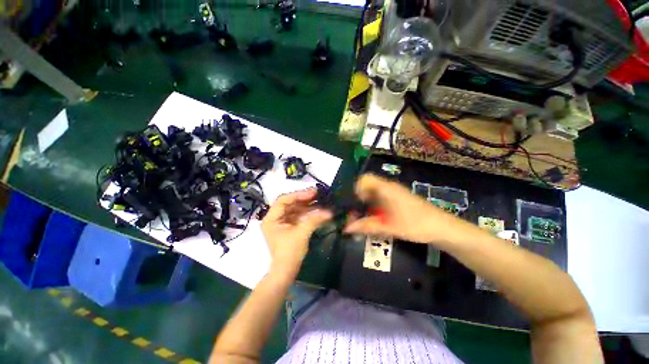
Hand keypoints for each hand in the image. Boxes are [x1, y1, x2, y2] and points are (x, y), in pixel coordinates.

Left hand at [262, 188, 331, 277]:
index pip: (283, 200)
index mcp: (271, 219)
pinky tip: (317, 209)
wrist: (287, 271)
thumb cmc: (290, 252)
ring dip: (307, 205)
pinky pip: (298, 215)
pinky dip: (307, 212)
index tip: (312, 193)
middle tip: (318, 194)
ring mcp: (282, 222)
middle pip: (289, 203)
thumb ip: (314, 220)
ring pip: (295, 208)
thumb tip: (329, 212)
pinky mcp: (289, 226)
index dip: (298, 195)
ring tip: (320, 200)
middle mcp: (275, 218)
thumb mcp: (301, 234)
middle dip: (304, 199)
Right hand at [344, 174, 467, 244]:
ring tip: (365, 219)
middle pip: (367, 187)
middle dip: (359, 200)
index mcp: (386, 189)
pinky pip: (380, 198)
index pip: (365, 179)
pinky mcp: (397, 199)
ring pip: (373, 194)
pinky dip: (374, 206)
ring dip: (366, 205)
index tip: (356, 204)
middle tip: (356, 216)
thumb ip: (366, 226)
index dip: (357, 189)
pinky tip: (377, 218)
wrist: (441, 227)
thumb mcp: (389, 227)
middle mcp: (388, 187)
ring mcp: (394, 193)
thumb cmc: (415, 225)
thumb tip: (346, 228)